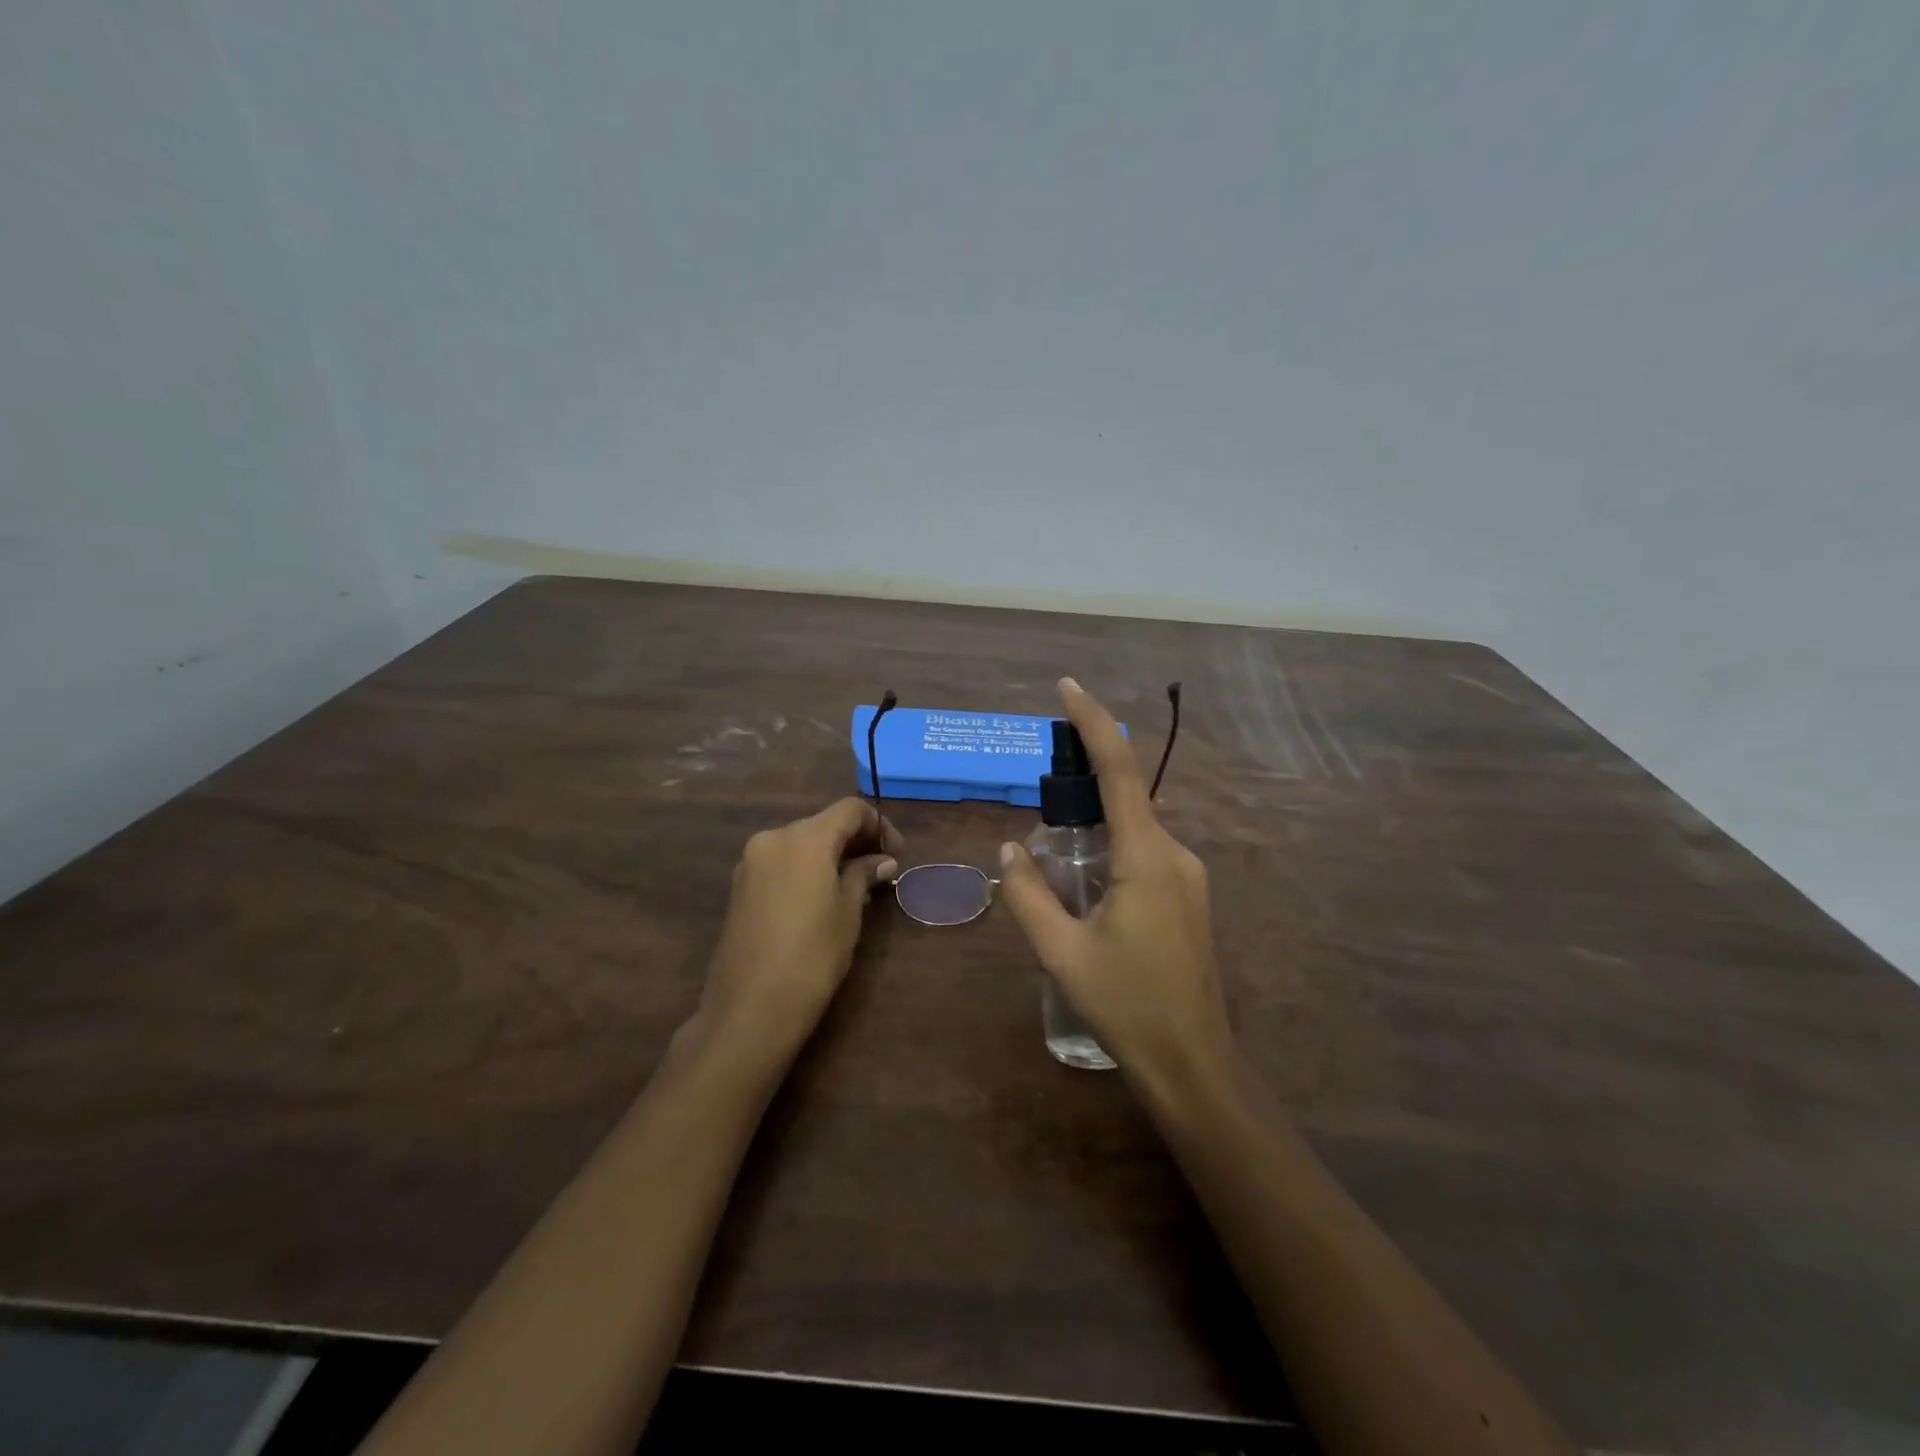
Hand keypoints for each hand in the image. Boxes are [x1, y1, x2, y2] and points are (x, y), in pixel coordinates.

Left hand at [698, 798, 902, 1061]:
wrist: (749, 1009)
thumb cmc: (812, 956)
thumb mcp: (848, 912)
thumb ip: (863, 876)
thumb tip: (882, 861)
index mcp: (805, 838)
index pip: (850, 809)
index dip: (879, 825)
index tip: (896, 855)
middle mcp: (773, 838)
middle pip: (823, 824)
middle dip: (855, 841)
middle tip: (880, 872)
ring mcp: (751, 862)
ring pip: (801, 844)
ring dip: (830, 856)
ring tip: (855, 887)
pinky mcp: (740, 887)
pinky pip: (782, 863)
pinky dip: (806, 869)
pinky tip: (822, 898)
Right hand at [998, 679, 1234, 1091]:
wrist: (1193, 1064)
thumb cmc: (1126, 1005)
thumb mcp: (1062, 952)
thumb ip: (1028, 895)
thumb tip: (1010, 847)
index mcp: (1147, 858)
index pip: (1119, 772)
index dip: (1094, 723)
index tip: (1067, 687)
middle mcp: (1175, 854)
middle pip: (1127, 794)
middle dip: (1085, 776)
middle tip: (1040, 784)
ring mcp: (1188, 875)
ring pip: (1135, 827)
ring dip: (1096, 819)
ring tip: (1053, 847)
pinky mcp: (1188, 896)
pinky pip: (1145, 850)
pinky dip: (1112, 844)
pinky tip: (1086, 879)